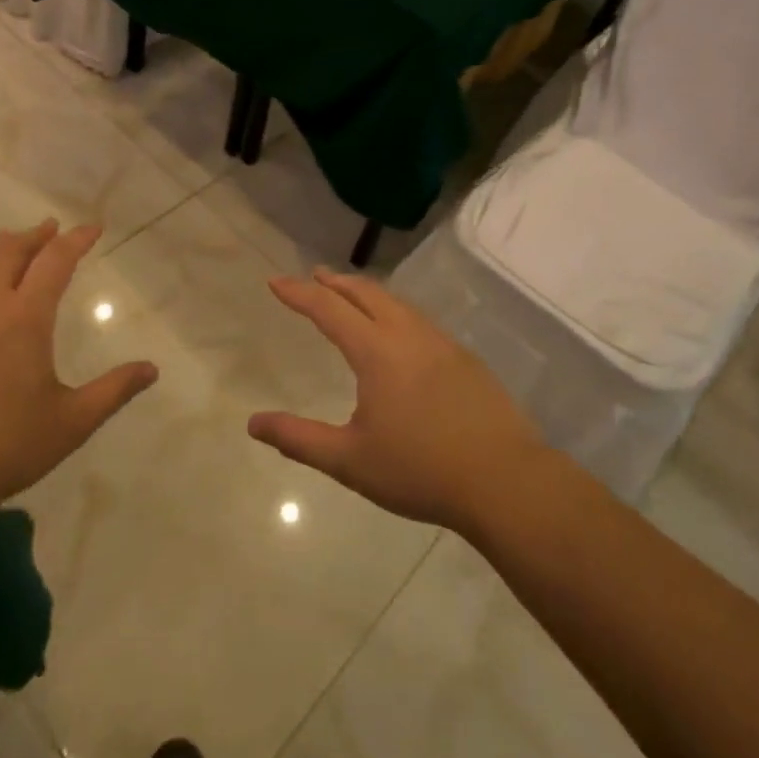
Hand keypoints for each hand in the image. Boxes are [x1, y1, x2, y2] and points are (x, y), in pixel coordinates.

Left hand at [0, 220, 157, 521]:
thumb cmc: (3, 447)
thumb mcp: (71, 423)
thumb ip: (114, 390)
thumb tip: (152, 369)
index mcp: (25, 318)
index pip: (56, 260)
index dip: (77, 239)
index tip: (93, 227)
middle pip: (9, 249)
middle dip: (34, 234)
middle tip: (51, 229)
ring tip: (11, 251)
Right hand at [249, 269, 546, 536]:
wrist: (504, 481)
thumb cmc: (420, 470)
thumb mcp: (349, 461)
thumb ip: (299, 439)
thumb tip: (253, 423)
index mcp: (377, 352)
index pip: (329, 309)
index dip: (299, 293)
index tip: (276, 281)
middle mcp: (408, 335)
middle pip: (366, 293)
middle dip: (336, 282)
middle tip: (315, 276)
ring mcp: (442, 344)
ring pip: (397, 303)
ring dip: (367, 294)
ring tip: (352, 296)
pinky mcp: (465, 359)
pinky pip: (420, 321)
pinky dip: (395, 312)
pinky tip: (398, 332)